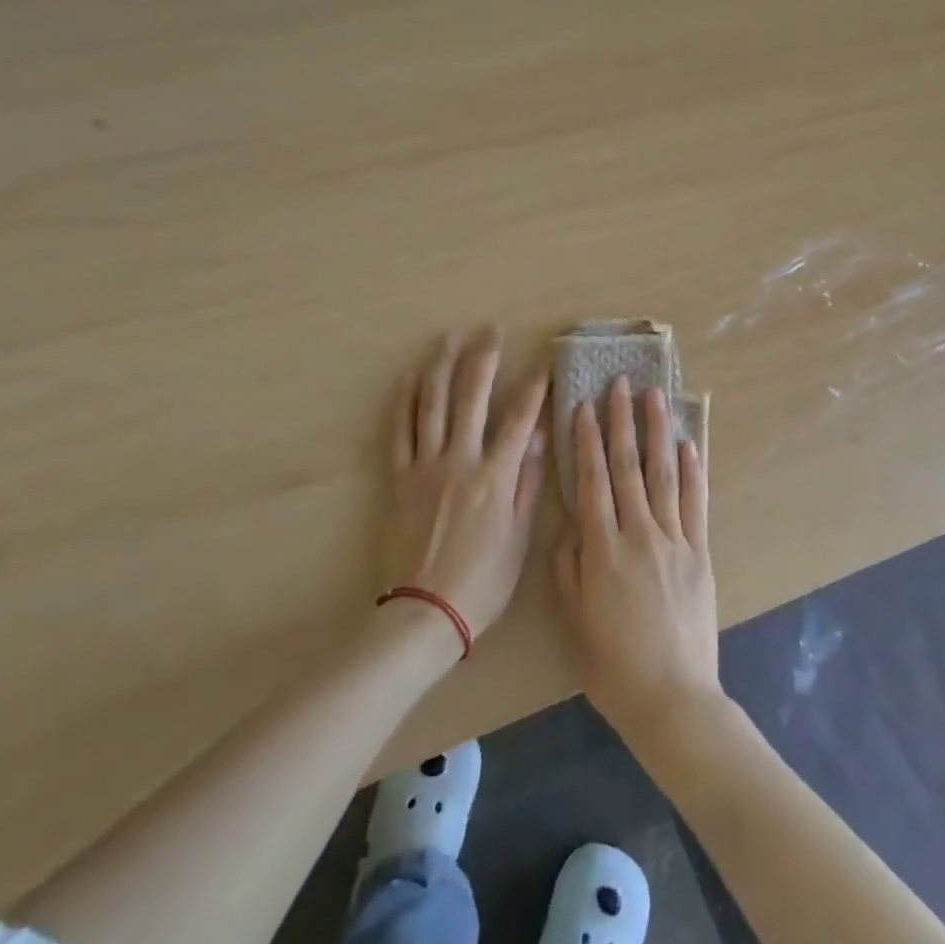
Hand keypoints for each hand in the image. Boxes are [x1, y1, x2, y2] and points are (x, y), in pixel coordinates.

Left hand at [385, 328, 548, 639]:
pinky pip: (401, 430)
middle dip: (484, 359)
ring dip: (442, 366)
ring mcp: (426, 466)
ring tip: (450, 337)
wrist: (423, 613)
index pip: (520, 419)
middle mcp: (460, 460)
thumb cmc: (482, 581)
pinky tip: (412, 376)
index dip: (535, 387)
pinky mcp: (400, 478)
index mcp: (495, 476)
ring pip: (432, 404)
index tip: (544, 362)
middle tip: (491, 330)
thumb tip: (539, 438)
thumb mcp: (519, 538)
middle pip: (472, 397)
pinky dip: (406, 399)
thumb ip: (529, 483)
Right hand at [553, 376, 722, 742]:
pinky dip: (693, 470)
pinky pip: (696, 502)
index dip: (588, 440)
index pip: (592, 480)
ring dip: (658, 432)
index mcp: (603, 549)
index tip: (586, 405)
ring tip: (656, 396)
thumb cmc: (613, 665)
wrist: (673, 699)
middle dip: (623, 421)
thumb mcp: (574, 620)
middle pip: (628, 467)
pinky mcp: (700, 553)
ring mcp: (675, 540)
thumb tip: (570, 525)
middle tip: (622, 383)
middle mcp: (639, 533)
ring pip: (664, 474)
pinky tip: (689, 443)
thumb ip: (568, 567)